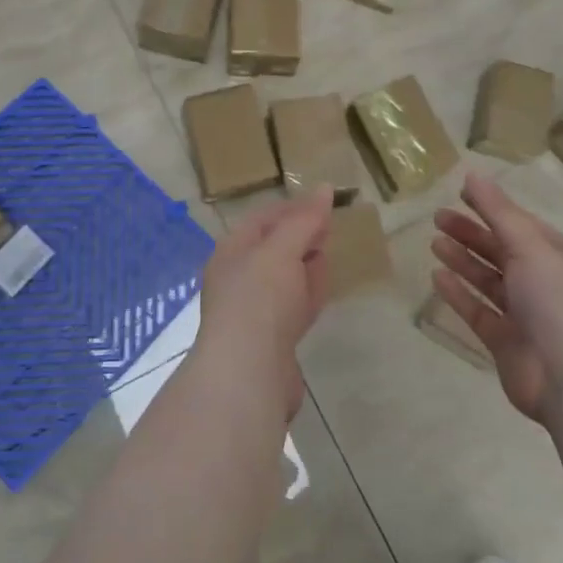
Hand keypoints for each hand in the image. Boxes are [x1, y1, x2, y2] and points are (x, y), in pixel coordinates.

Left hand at [192, 187, 334, 418]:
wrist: (247, 373)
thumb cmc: (259, 299)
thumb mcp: (282, 250)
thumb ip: (304, 220)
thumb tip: (324, 188)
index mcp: (232, 251)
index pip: (263, 219)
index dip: (293, 208)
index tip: (324, 202)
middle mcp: (239, 278)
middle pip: (274, 249)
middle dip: (300, 236)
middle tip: (330, 227)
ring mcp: (254, 311)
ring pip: (285, 279)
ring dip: (305, 266)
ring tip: (328, 254)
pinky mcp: (272, 340)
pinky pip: (293, 308)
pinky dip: (307, 296)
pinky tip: (321, 293)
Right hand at [431, 173, 562, 424]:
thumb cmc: (559, 302)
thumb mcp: (529, 247)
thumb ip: (498, 212)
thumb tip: (472, 174)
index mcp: (555, 255)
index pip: (518, 223)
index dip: (490, 207)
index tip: (459, 193)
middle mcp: (541, 281)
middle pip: (500, 250)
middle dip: (471, 233)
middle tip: (437, 218)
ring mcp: (523, 313)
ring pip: (487, 279)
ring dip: (463, 260)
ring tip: (435, 243)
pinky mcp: (505, 341)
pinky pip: (477, 310)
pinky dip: (458, 293)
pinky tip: (437, 278)